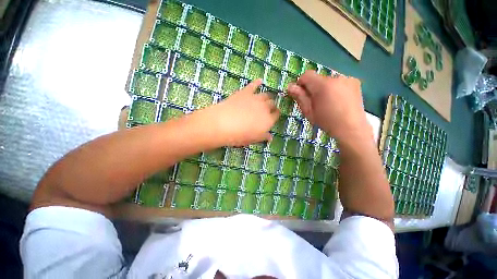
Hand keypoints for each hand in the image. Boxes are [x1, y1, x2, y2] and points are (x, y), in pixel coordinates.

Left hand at [206, 79, 279, 145]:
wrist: (224, 124)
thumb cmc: (240, 136)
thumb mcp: (253, 139)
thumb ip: (263, 137)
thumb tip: (270, 137)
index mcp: (268, 120)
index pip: (276, 115)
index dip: (275, 115)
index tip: (273, 116)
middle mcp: (265, 108)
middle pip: (272, 104)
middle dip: (272, 106)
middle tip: (268, 108)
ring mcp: (256, 98)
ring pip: (266, 95)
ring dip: (267, 97)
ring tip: (266, 98)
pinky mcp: (246, 92)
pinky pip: (254, 85)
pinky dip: (257, 82)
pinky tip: (260, 80)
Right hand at [288, 71, 367, 140]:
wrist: (351, 128)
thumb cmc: (326, 121)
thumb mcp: (308, 111)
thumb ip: (300, 97)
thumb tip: (290, 86)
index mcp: (323, 86)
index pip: (307, 75)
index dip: (301, 83)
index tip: (302, 94)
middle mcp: (336, 78)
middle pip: (318, 78)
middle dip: (314, 88)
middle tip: (316, 102)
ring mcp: (347, 79)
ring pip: (328, 80)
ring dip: (325, 88)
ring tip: (329, 102)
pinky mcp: (355, 82)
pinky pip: (339, 82)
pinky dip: (335, 88)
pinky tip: (339, 100)